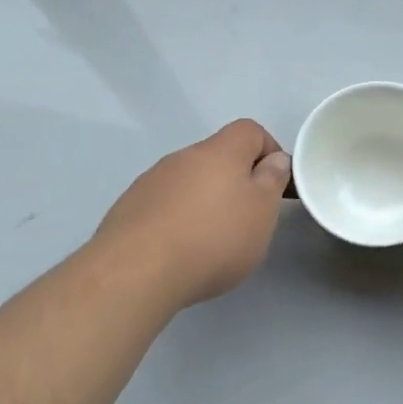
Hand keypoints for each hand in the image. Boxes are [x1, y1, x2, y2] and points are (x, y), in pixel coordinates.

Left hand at [92, 119, 290, 306]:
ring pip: (189, 181)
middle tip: (245, 219)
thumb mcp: (262, 210)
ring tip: (209, 242)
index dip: (268, 151)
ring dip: (203, 201)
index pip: (250, 130)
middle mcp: (183, 156)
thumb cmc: (213, 238)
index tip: (274, 185)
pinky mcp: (128, 209)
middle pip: (218, 156)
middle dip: (235, 181)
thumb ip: (272, 179)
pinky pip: (163, 205)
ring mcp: (151, 181)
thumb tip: (274, 159)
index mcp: (220, 150)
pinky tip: (177, 252)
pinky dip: (176, 220)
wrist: (134, 273)